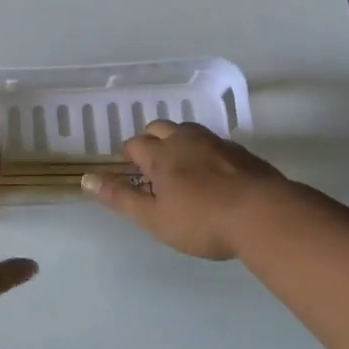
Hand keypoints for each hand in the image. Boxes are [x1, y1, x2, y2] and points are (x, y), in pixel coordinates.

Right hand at [83, 120, 285, 259]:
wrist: (263, 214)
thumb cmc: (201, 221)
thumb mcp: (154, 218)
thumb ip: (120, 198)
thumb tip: (85, 179)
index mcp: (160, 154)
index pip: (135, 144)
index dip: (129, 155)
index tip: (130, 170)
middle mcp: (185, 140)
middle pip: (160, 128)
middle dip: (151, 140)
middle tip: (152, 164)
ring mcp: (215, 142)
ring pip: (188, 130)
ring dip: (178, 141)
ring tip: (180, 164)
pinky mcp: (240, 152)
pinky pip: (213, 142)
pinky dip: (204, 151)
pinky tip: (212, 172)